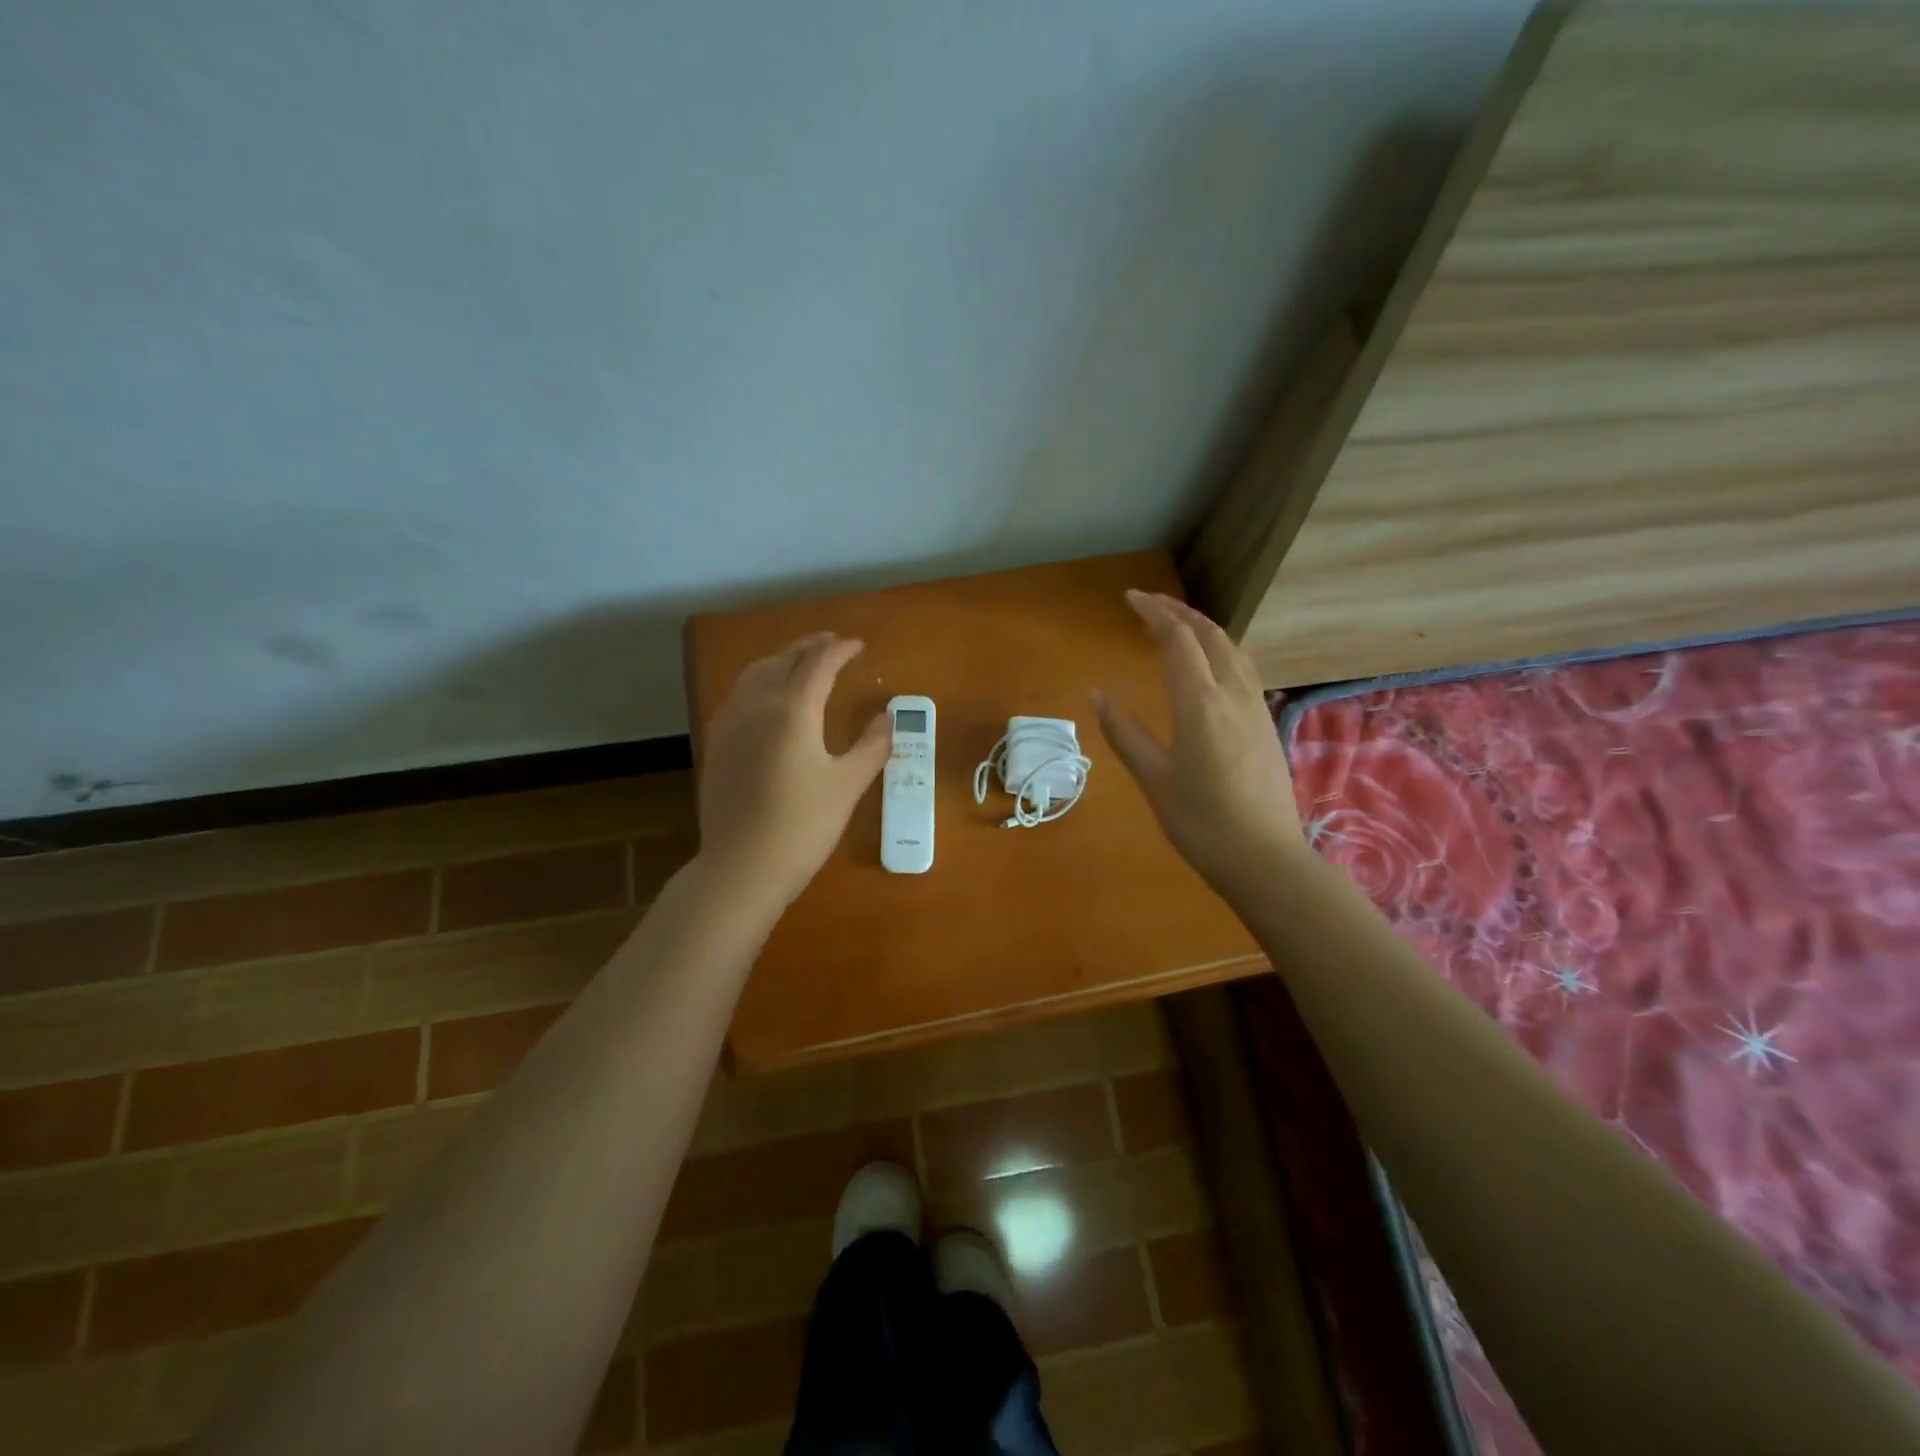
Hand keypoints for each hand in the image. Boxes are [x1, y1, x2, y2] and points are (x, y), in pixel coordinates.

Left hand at [698, 632, 890, 908]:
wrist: (742, 867)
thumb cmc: (803, 826)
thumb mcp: (848, 785)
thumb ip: (871, 746)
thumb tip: (887, 717)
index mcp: (792, 710)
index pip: (818, 664)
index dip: (840, 650)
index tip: (858, 646)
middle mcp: (757, 705)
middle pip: (783, 660)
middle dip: (810, 647)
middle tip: (832, 644)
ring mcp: (730, 723)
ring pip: (755, 674)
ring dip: (782, 660)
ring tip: (801, 663)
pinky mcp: (717, 744)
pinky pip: (739, 695)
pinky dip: (760, 682)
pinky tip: (768, 699)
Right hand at [1094, 591, 1306, 895]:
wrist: (1265, 858)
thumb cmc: (1201, 822)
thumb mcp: (1154, 778)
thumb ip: (1125, 732)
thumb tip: (1097, 693)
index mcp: (1200, 703)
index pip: (1178, 639)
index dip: (1154, 612)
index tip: (1130, 598)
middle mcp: (1233, 694)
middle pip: (1210, 635)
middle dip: (1179, 612)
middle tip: (1150, 604)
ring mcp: (1255, 707)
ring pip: (1232, 649)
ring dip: (1203, 628)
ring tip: (1177, 626)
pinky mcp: (1266, 723)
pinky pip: (1243, 668)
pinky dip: (1220, 650)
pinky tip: (1210, 665)